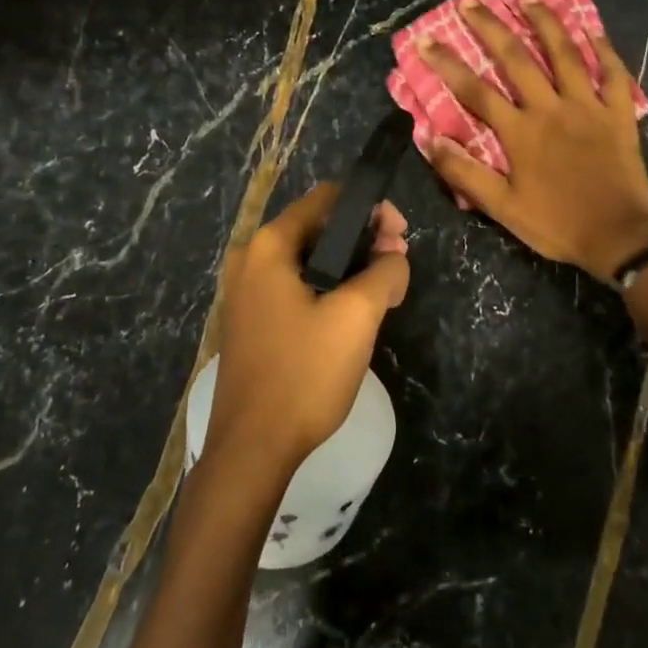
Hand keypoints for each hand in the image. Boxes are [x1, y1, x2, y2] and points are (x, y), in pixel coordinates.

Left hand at [206, 185, 410, 472]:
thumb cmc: (304, 373)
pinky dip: (329, 289)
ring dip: (350, 267)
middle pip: (318, 228)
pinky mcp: (252, 322)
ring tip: (385, 292)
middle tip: (398, 266)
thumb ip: (385, 271)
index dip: (371, 208)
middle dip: (364, 240)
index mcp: (268, 246)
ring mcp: (246, 293)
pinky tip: (354, 315)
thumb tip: (393, 257)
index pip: (326, 199)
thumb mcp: (357, 316)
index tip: (401, 236)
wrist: (253, 448)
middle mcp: (250, 260)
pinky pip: (296, 288)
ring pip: (310, 261)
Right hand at [418, 0, 647, 282]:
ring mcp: (588, 107)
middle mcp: (551, 108)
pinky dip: (604, 50)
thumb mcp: (503, 208)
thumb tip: (430, 140)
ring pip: (565, 54)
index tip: (426, 39)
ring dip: (545, 22)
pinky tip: (592, 29)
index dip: (447, 64)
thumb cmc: (556, 224)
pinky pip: (613, 74)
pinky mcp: (619, 114)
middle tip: (472, 2)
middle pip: (516, 59)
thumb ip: (466, 174)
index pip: (475, 91)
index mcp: (520, 132)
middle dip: (491, 28)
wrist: (618, 237)